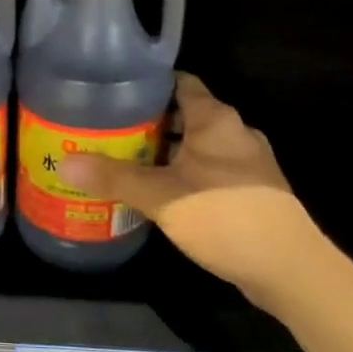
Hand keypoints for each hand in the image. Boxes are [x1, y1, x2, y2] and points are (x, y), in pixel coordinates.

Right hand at [60, 74, 318, 311]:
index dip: (147, 84)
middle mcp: (234, 132)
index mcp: (215, 119)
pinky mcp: (249, 190)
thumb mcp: (162, 196)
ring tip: (124, 159)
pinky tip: (157, 191)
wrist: (288, 268)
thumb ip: (114, 178)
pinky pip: (207, 170)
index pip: (179, 83)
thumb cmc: (224, 216)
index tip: (113, 90)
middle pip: (184, 114)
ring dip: (165, 151)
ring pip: (196, 145)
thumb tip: (64, 163)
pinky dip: (182, 173)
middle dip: (148, 121)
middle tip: (106, 129)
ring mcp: (246, 162)